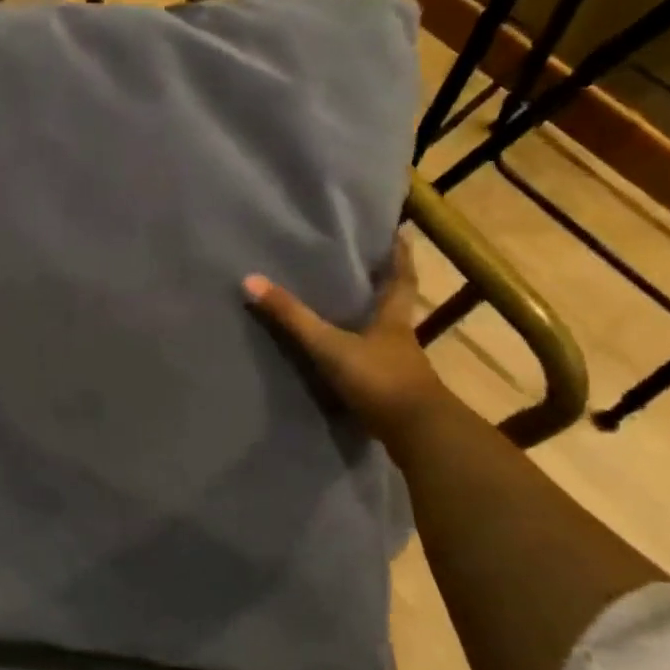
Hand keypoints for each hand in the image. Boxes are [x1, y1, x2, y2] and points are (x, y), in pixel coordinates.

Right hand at [243, 236, 446, 441]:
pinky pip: (376, 366)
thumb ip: (292, 317)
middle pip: (395, 306)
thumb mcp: (329, 346)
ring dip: (371, 324)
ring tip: (348, 311)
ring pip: (386, 337)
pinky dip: (363, 357)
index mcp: (392, 319)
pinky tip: (347, 360)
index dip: (400, 256)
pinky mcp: (394, 395)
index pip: (401, 279)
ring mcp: (401, 369)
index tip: (400, 234)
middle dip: (384, 287)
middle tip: (366, 268)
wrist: (419, 435)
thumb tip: (251, 280)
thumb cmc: (379, 379)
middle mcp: (400, 339)